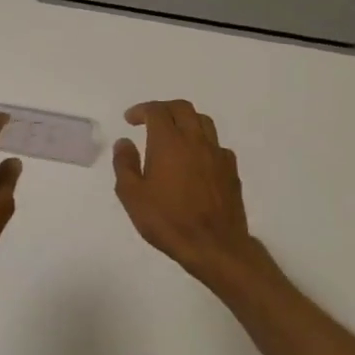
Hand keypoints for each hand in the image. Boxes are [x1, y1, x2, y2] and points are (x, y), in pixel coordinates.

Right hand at [112, 99, 270, 284]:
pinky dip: (202, 143)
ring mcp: (217, 154)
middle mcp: (195, 140)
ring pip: (203, 122)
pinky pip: (216, 145)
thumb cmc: (167, 220)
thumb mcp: (132, 195)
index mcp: (169, 142)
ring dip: (185, 121)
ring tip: (173, 135)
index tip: (130, 120)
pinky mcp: (231, 170)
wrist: (214, 246)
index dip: (141, 110)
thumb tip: (124, 142)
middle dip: (164, 109)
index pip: (157, 111)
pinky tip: (195, 160)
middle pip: (183, 108)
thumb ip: (125, 164)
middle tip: (150, 121)